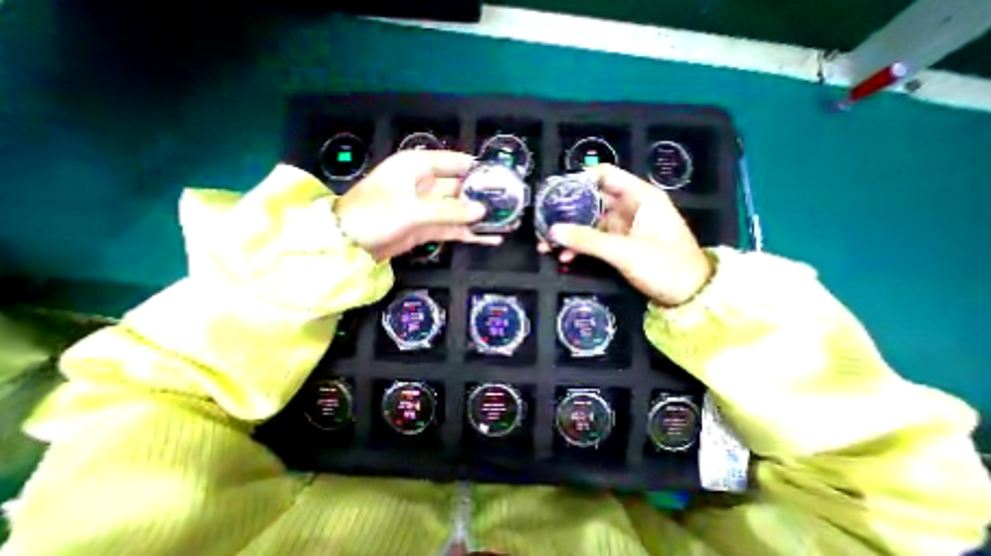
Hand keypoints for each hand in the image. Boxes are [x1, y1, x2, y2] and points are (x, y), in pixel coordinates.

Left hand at [335, 148, 503, 257]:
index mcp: (418, 167)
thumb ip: (449, 211)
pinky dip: (471, 233)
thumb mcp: (412, 210)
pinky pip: (455, 228)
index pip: (455, 162)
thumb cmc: (374, 214)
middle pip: (462, 187)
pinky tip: (490, 237)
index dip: (478, 169)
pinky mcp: (430, 227)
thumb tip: (481, 211)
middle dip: (483, 196)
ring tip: (506, 221)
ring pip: (460, 209)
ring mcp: (429, 208)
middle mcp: (426, 184)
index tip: (501, 178)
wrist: (350, 244)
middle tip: (510, 203)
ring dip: (480, 216)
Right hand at [542, 164, 712, 306]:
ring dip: (569, 233)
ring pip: (589, 222)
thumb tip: (552, 231)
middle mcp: (629, 207)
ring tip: (546, 244)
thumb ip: (587, 240)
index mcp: (638, 197)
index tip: (554, 193)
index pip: (604, 175)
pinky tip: (565, 257)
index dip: (578, 180)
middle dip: (566, 212)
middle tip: (543, 222)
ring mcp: (623, 227)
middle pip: (591, 200)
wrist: (689, 296)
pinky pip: (594, 240)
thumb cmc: (666, 266)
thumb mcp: (624, 252)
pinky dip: (579, 247)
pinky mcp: (619, 244)